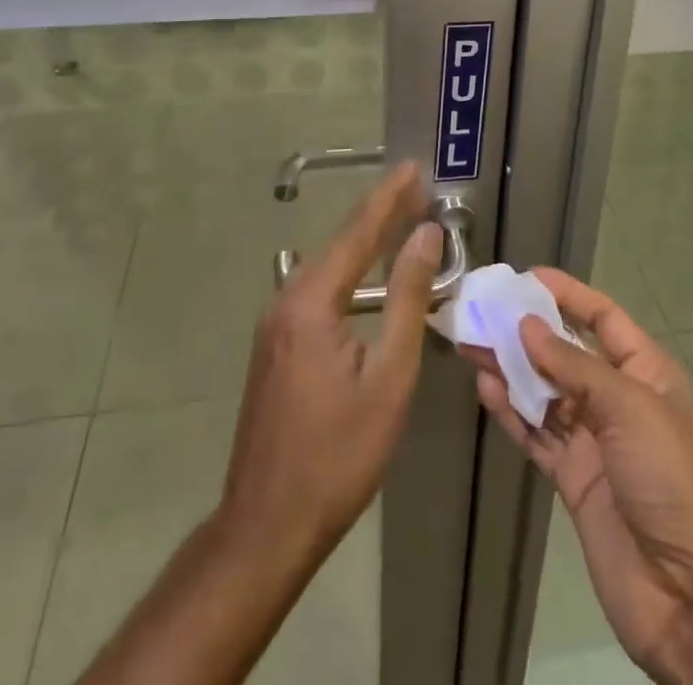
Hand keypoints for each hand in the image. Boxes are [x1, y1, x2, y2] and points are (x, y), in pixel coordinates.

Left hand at [220, 160, 441, 562]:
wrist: (267, 526)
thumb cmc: (338, 454)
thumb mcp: (388, 376)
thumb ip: (406, 299)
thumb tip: (425, 236)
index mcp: (310, 302)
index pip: (358, 232)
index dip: (389, 197)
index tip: (414, 166)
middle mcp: (286, 301)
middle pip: (340, 244)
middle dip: (380, 214)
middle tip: (416, 188)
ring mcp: (275, 325)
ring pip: (328, 267)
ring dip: (365, 242)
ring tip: (401, 220)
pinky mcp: (276, 346)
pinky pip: (318, 290)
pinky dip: (349, 271)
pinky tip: (369, 274)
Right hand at [472, 270, 692, 684]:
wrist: (690, 595)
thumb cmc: (671, 478)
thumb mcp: (630, 408)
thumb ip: (574, 366)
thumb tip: (528, 325)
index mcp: (646, 372)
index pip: (603, 318)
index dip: (568, 294)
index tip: (526, 277)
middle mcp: (619, 399)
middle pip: (567, 353)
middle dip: (528, 332)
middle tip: (484, 312)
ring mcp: (595, 440)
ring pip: (545, 393)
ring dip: (512, 369)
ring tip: (472, 344)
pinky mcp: (574, 478)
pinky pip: (537, 434)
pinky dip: (512, 413)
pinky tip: (486, 390)